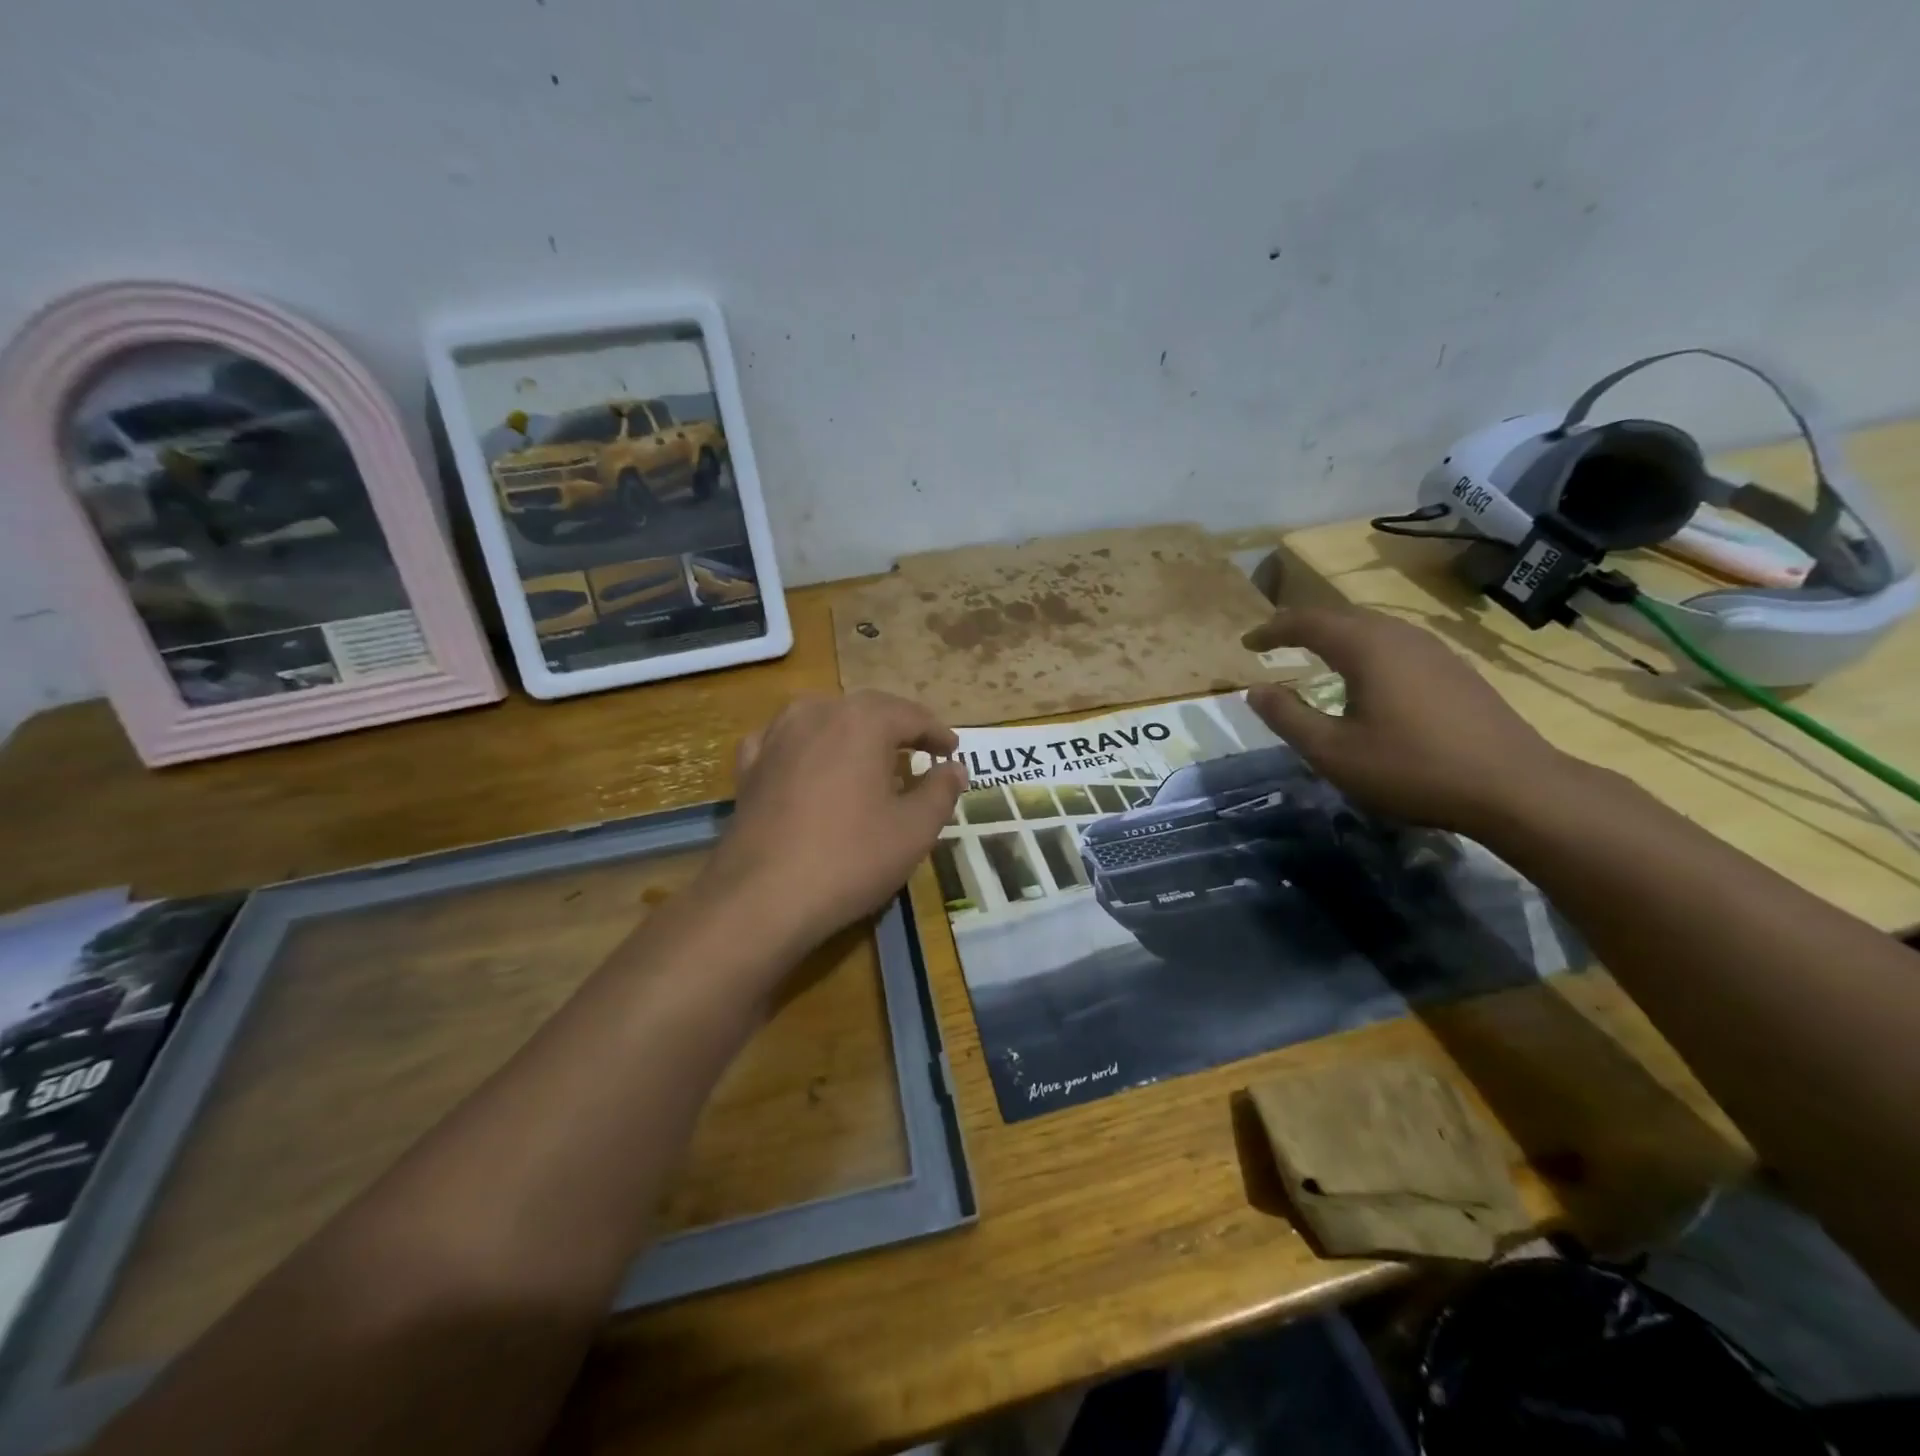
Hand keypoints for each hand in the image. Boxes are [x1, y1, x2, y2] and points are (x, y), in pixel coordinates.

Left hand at [705, 691, 968, 950]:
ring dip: (851, 732)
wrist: (763, 897)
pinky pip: (785, 741)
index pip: (911, 715)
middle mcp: (817, 713)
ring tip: (869, 756)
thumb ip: (941, 792)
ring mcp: (776, 736)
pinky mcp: (749, 766)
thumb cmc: (851, 858)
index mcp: (863, 721)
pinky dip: (806, 747)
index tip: (952, 751)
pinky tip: (809, 762)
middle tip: (919, 750)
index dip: (937, 733)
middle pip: (867, 710)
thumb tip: (953, 768)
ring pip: (824, 719)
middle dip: (897, 727)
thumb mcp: (914, 830)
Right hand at [1242, 606, 1571, 834]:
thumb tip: (1255, 691)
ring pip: (1373, 628)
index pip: (1306, 621)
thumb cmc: (1411, 768)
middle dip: (1303, 626)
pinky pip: (1396, 645)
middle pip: (1341, 616)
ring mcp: (1434, 650)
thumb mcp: (1333, 752)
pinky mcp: (1455, 669)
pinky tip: (1367, 678)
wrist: (1514, 787)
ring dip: (1337, 636)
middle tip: (1275, 643)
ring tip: (1315, 656)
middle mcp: (1400, 636)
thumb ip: (1288, 717)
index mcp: (1366, 647)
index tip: (1247, 644)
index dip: (1272, 630)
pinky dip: (1366, 650)